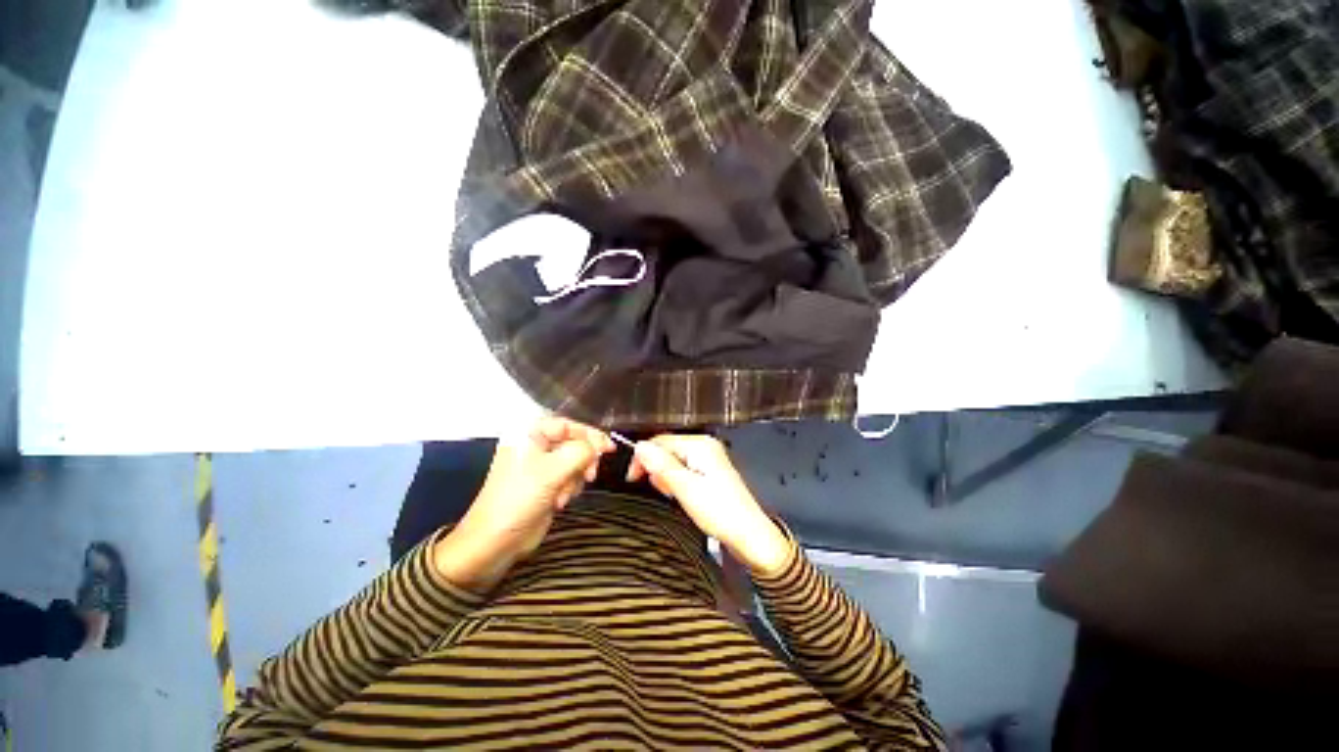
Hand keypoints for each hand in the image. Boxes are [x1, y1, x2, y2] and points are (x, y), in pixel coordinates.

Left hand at [433, 416, 613, 590]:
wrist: (494, 543)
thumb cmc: (519, 499)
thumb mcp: (553, 470)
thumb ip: (582, 452)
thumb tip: (600, 445)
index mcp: (529, 434)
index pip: (569, 425)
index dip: (591, 435)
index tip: (610, 449)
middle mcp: (536, 445)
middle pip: (574, 443)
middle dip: (582, 462)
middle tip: (589, 476)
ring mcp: (541, 466)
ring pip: (575, 462)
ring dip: (575, 479)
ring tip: (562, 496)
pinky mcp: (546, 484)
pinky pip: (570, 478)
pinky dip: (570, 488)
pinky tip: (559, 502)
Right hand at [628, 435, 790, 575]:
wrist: (749, 535)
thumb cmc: (722, 513)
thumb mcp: (685, 489)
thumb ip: (661, 466)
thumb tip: (640, 447)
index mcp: (700, 445)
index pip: (660, 440)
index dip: (643, 457)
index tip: (633, 477)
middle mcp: (705, 446)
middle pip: (667, 449)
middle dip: (657, 468)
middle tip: (661, 489)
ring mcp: (709, 459)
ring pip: (674, 460)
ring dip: (667, 476)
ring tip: (674, 495)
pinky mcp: (710, 472)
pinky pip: (684, 469)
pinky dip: (677, 481)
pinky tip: (681, 495)